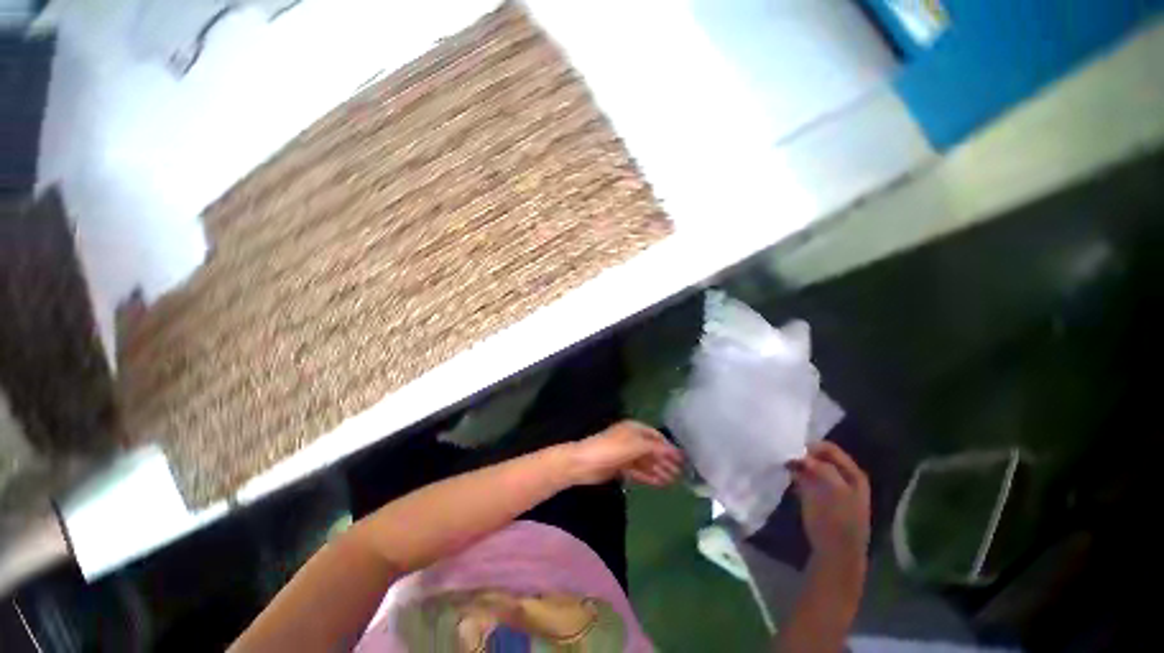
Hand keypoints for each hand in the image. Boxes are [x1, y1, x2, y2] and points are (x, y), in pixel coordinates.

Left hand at [567, 421, 683, 486]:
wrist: (584, 463)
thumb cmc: (610, 449)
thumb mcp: (635, 445)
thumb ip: (655, 448)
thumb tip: (674, 452)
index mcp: (634, 429)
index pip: (656, 436)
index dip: (669, 447)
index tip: (682, 459)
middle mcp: (631, 439)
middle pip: (652, 450)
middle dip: (665, 460)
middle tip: (681, 473)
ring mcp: (625, 454)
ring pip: (646, 462)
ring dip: (659, 470)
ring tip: (673, 481)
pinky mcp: (620, 467)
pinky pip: (638, 471)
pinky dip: (649, 476)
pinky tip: (660, 483)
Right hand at [788, 442, 869, 561]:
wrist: (836, 556)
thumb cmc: (836, 522)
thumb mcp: (831, 491)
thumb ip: (819, 468)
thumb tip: (800, 455)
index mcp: (853, 474)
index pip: (829, 448)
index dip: (810, 447)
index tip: (790, 450)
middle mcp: (845, 478)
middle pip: (820, 457)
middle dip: (803, 455)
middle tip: (784, 457)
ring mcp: (833, 489)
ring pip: (813, 468)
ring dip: (799, 466)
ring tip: (783, 465)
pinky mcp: (821, 499)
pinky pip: (808, 479)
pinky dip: (797, 476)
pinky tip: (788, 478)